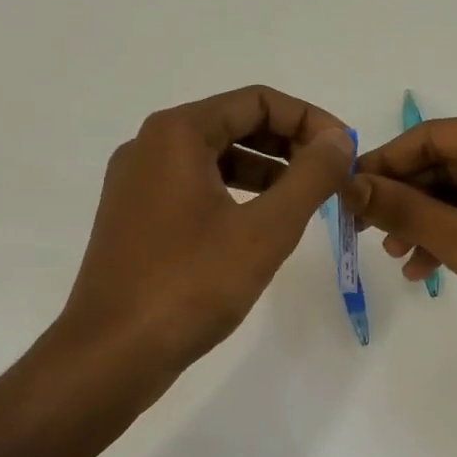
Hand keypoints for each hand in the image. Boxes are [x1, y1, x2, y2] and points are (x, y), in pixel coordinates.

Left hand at [59, 86, 354, 369]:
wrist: (111, 355)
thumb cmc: (191, 285)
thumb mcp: (265, 229)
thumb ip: (310, 176)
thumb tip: (338, 139)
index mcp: (177, 134)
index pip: (257, 101)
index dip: (309, 119)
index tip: (344, 151)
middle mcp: (151, 146)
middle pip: (234, 123)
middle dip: (289, 144)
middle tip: (330, 175)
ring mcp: (137, 183)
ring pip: (215, 157)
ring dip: (266, 169)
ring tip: (306, 199)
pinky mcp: (135, 217)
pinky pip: (195, 186)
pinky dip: (235, 193)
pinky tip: (262, 223)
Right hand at [347, 111, 456, 367]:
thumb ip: (404, 209)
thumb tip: (349, 185)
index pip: (434, 136)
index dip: (385, 163)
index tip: (346, 190)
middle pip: (451, 164)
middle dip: (407, 199)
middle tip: (363, 229)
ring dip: (428, 223)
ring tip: (394, 256)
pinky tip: (426, 269)